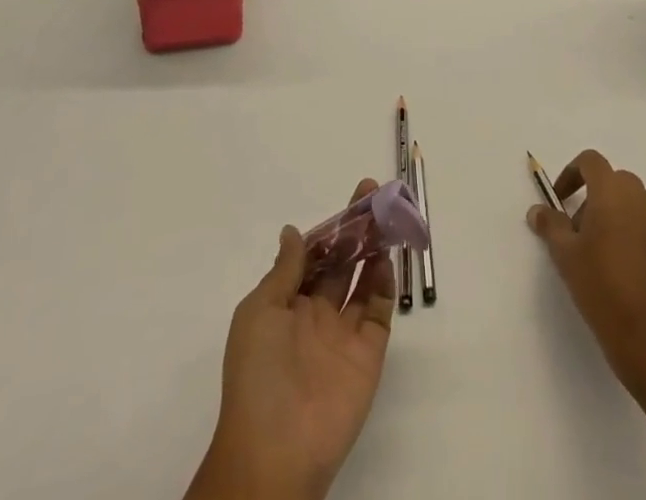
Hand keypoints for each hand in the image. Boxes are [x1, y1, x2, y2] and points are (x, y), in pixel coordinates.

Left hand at [188, 179, 396, 499]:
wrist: (276, 450)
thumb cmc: (258, 374)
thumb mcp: (259, 312)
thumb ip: (283, 271)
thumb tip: (292, 231)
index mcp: (287, 305)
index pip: (313, 256)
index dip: (330, 228)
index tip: (350, 199)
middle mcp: (316, 314)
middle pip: (341, 262)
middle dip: (356, 230)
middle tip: (375, 195)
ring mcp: (343, 334)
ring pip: (362, 280)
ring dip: (374, 248)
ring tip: (387, 216)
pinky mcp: (367, 354)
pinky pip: (378, 311)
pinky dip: (385, 284)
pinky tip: (387, 258)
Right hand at [527, 149, 645, 391]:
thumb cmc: (602, 289)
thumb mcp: (565, 256)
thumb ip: (550, 225)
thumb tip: (538, 210)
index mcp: (613, 193)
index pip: (591, 161)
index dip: (571, 173)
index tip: (559, 200)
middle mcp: (640, 200)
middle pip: (613, 180)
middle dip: (592, 195)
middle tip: (577, 229)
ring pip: (632, 204)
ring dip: (612, 214)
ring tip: (597, 252)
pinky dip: (631, 234)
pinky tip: (621, 271)